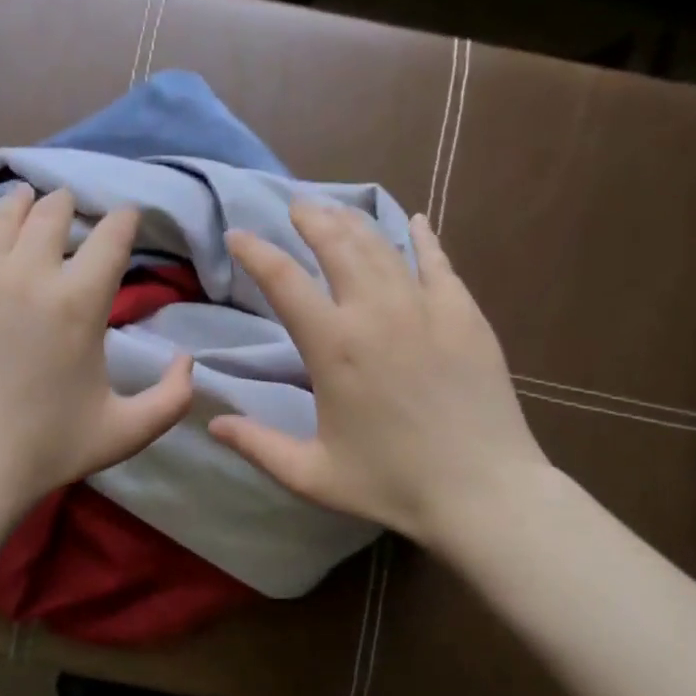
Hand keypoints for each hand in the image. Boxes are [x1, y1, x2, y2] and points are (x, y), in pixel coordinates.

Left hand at [0, 183, 194, 511]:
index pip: (111, 238)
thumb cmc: (47, 450)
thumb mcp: (127, 431)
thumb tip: (189, 359)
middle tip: (68, 204)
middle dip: (67, 205)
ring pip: (1, 217)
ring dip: (20, 202)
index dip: (123, 219)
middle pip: (52, 215)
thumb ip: (172, 397)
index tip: (125, 215)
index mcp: (81, 302)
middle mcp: (29, 274)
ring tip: (25, 196)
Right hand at [209, 201, 546, 548]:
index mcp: (333, 346)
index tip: (237, 235)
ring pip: (382, 246)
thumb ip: (258, 445)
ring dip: (355, 222)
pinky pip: (439, 262)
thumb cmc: (392, 484)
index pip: (283, 280)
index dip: (255, 252)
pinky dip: (423, 238)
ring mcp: (425, 307)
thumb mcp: (312, 474)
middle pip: (336, 245)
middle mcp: (376, 312)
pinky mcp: (465, 314)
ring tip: (337, 208)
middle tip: (296, 204)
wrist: (483, 491)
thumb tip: (212, 424)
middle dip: (310, 218)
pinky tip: (416, 220)